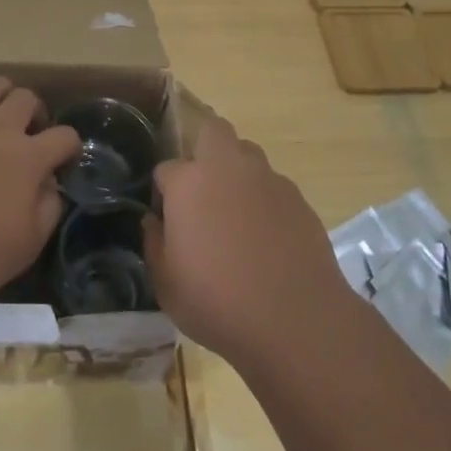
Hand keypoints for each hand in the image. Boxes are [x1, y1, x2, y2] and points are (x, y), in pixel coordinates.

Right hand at [144, 114, 348, 367]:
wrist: (294, 318)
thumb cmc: (217, 301)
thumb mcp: (166, 284)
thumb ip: (154, 244)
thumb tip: (153, 221)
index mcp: (188, 182)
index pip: (166, 168)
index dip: (163, 192)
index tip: (167, 219)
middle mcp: (227, 168)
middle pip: (213, 131)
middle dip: (203, 148)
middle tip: (201, 189)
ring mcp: (267, 179)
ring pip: (247, 153)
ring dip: (237, 171)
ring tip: (236, 212)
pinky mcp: (297, 198)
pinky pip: (274, 185)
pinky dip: (265, 199)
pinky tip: (267, 235)